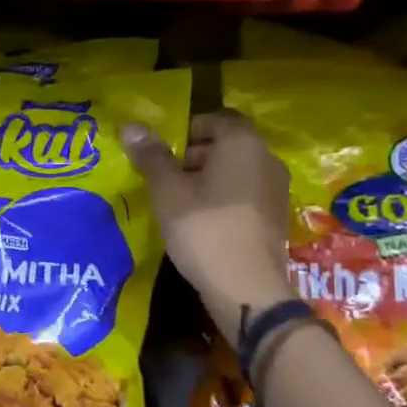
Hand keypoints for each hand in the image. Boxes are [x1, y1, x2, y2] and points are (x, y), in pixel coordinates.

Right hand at [122, 111, 294, 333]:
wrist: (246, 287)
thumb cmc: (203, 229)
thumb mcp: (168, 192)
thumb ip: (151, 157)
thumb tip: (131, 126)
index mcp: (242, 143)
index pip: (216, 119)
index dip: (185, 130)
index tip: (161, 152)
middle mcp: (266, 158)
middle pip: (226, 145)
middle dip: (193, 156)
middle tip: (163, 179)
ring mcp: (276, 189)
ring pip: (235, 171)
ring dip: (206, 179)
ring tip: (177, 203)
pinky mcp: (275, 217)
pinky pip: (244, 194)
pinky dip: (222, 199)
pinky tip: (200, 222)